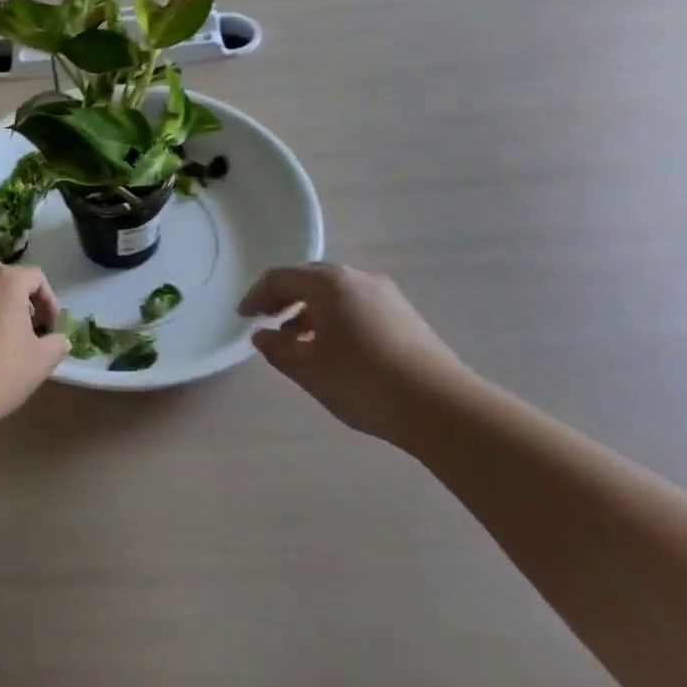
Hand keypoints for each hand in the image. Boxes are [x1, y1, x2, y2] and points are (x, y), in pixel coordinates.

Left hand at [0, 263, 68, 424]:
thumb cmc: (4, 369)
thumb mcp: (43, 359)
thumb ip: (57, 343)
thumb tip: (59, 340)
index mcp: (7, 280)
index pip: (35, 277)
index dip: (48, 300)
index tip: (50, 328)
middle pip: (6, 276)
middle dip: (21, 297)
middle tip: (29, 325)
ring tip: (4, 333)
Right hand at [239, 263, 474, 445]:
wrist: (443, 408)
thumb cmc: (363, 382)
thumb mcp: (308, 370)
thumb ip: (278, 349)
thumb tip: (263, 335)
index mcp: (328, 283)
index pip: (280, 278)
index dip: (256, 295)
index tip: (243, 318)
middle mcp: (357, 278)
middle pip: (309, 279)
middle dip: (285, 299)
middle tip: (268, 321)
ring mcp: (386, 295)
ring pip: (336, 293)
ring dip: (311, 311)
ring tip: (300, 342)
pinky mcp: (406, 316)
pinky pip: (358, 306)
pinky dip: (336, 318)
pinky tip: (335, 349)